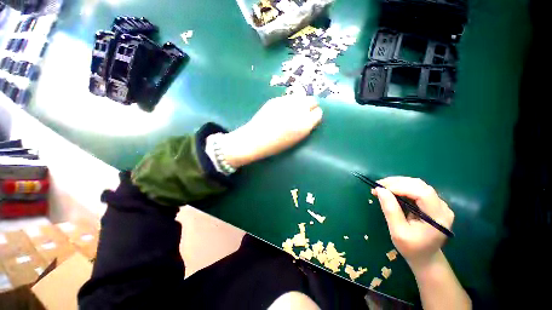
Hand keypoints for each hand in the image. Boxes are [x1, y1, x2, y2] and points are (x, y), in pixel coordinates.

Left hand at [220, 95, 322, 167]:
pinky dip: (289, 102)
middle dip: (311, 105)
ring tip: (294, 109)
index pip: (318, 113)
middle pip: (312, 100)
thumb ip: (306, 127)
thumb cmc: (276, 145)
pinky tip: (282, 109)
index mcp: (305, 124)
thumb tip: (310, 117)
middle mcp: (298, 110)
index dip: (315, 115)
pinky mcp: (276, 99)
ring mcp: (286, 102)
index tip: (312, 118)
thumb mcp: (296, 139)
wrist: (256, 139)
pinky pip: (288, 98)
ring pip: (301, 96)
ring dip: (300, 102)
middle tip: (305, 111)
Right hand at [372, 177, 454, 271]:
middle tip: (378, 186)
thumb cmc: (412, 248)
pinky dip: (401, 187)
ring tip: (381, 187)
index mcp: (438, 217)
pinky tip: (391, 191)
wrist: (425, 258)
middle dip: (396, 183)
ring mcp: (439, 204)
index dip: (401, 187)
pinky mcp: (433, 203)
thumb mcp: (398, 232)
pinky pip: (416, 189)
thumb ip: (390, 210)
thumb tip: (379, 190)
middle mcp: (442, 207)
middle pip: (419, 185)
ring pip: (417, 184)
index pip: (422, 193)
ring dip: (397, 183)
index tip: (380, 188)